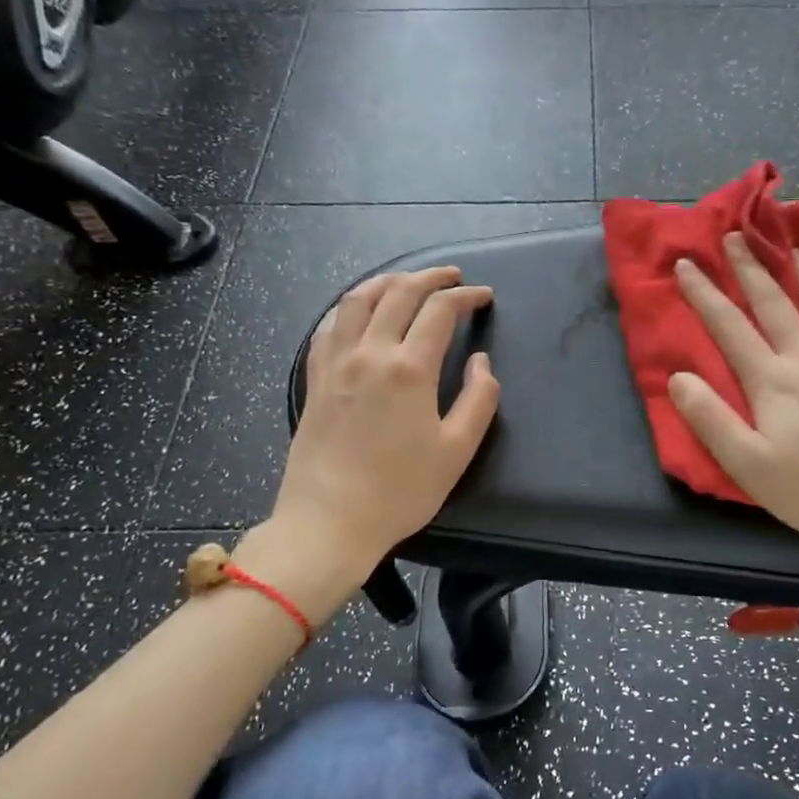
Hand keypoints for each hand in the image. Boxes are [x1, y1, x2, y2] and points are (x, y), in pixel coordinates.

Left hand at [267, 267, 498, 583]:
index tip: (483, 297)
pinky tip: (358, 313)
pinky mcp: (315, 379)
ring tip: (405, 281)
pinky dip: (348, 308)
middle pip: (398, 293)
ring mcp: (335, 363)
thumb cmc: (400, 491)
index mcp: (409, 369)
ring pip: (356, 301)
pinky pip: (328, 327)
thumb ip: (478, 399)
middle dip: (430, 278)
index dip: (465, 297)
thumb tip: (479, 361)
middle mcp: (369, 353)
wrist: (329, 521)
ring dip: (386, 281)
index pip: (439, 311)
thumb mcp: (457, 450)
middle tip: (452, 277)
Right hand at [668, 234, 798, 591]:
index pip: (729, 327)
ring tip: (789, 246)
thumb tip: (678, 377)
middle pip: (774, 303)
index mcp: (773, 382)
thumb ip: (711, 420)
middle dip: (750, 266)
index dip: (704, 293)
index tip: (686, 263)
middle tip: (735, 234)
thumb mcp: (750, 468)